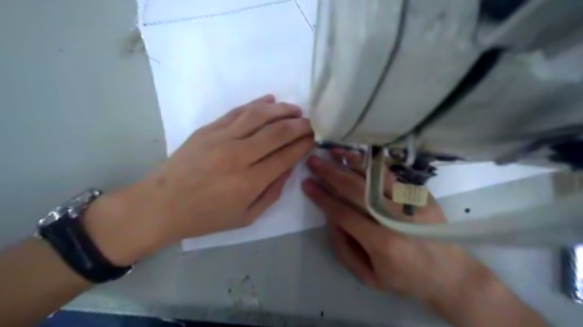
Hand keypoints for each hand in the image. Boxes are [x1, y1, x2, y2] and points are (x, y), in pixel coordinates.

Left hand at [81, 94, 314, 265]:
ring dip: (282, 110)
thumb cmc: (205, 217)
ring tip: (296, 109)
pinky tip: (270, 100)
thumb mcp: (246, 217)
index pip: (286, 156)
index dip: (303, 145)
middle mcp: (238, 156)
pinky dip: (257, 104)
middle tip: (311, 123)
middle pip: (277, 132)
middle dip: (299, 125)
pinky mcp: (208, 129)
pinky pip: (237, 111)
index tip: (314, 139)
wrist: (161, 205)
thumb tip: (288, 168)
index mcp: (249, 182)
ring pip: (259, 116)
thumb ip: (272, 193)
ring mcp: (221, 138)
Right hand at [300, 151, 546, 326]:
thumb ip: (343, 248)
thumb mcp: (369, 276)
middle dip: (330, 174)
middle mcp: (395, 218)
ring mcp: (411, 202)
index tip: (307, 184)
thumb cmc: (405, 279)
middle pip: (355, 189)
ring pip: (374, 175)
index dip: (322, 197)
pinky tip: (358, 157)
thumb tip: (330, 216)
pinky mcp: (420, 194)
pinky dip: (371, 163)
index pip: (342, 213)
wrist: (450, 274)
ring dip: (350, 161)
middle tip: (313, 162)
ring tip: (333, 151)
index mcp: (381, 242)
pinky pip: (390, 173)